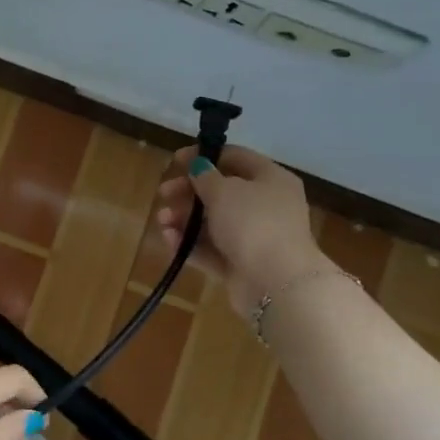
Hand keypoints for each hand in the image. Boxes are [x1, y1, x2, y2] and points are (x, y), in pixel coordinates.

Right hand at [155, 144, 329, 312]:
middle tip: (164, 193)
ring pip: (213, 222)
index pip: (236, 158)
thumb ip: (205, 176)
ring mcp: (254, 238)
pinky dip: (190, 244)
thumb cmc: (252, 223)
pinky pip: (212, 249)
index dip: (204, 156)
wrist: (277, 283)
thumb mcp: (224, 191)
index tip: (176, 161)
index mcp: (271, 179)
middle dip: (188, 192)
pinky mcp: (241, 265)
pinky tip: (169, 240)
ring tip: (162, 221)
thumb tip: (199, 167)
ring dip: (185, 219)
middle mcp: (266, 206)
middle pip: (221, 192)